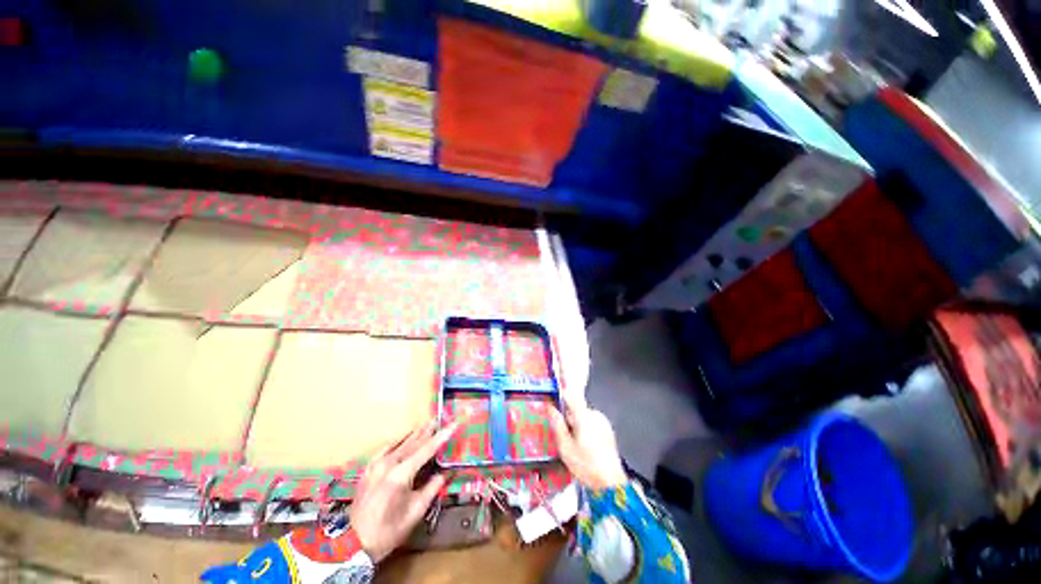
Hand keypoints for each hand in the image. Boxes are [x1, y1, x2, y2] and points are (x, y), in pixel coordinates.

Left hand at [349, 421, 458, 562]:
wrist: (354, 543)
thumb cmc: (389, 530)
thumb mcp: (416, 511)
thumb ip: (433, 487)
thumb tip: (446, 473)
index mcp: (401, 474)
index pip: (427, 449)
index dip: (442, 436)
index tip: (454, 424)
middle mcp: (389, 464)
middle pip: (414, 442)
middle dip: (428, 431)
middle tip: (440, 420)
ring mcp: (376, 464)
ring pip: (401, 443)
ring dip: (415, 434)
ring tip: (426, 425)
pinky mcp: (368, 468)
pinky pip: (386, 448)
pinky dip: (398, 441)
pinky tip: (403, 438)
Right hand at [549, 401, 626, 490]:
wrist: (610, 483)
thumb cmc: (586, 466)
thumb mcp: (565, 447)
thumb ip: (557, 424)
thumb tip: (550, 409)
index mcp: (584, 416)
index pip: (570, 396)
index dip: (559, 397)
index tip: (552, 405)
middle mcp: (595, 415)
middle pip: (576, 408)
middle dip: (568, 417)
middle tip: (563, 435)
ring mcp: (603, 422)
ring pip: (584, 416)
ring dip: (577, 424)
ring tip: (574, 444)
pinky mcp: (608, 430)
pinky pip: (592, 423)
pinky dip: (586, 429)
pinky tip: (585, 446)